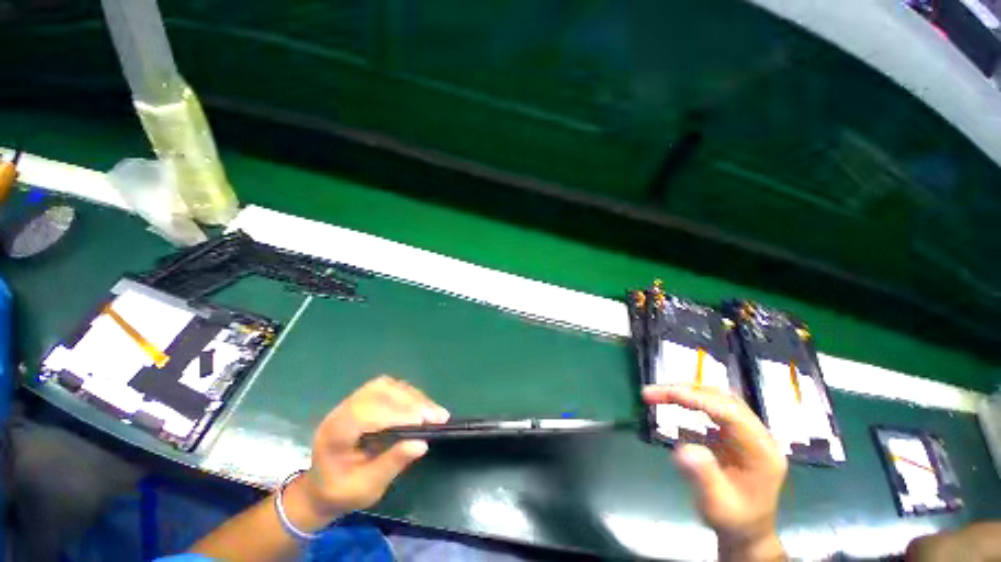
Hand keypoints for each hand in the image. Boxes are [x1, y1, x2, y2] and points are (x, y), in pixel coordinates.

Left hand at [297, 376, 448, 519]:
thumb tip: (422, 444)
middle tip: (437, 415)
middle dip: (411, 402)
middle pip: (379, 393)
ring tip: (432, 411)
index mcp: (335, 434)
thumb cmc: (343, 492)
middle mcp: (341, 411)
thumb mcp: (366, 488)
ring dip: (412, 396)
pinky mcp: (363, 398)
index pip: (367, 412)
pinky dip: (407, 394)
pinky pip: (388, 387)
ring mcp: (352, 401)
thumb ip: (392, 464)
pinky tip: (419, 405)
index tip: (425, 421)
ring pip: (386, 386)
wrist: (323, 486)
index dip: (397, 413)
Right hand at [643, 384, 786, 560]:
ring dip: (687, 393)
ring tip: (659, 395)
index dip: (695, 399)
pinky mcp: (737, 431)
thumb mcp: (716, 505)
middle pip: (722, 399)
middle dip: (685, 392)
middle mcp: (759, 435)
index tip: (663, 394)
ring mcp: (749, 432)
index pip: (729, 413)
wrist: (747, 530)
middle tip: (651, 394)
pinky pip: (715, 406)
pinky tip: (676, 403)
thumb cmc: (732, 519)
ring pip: (718, 398)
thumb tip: (683, 449)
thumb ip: (703, 476)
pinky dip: (692, 400)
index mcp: (761, 452)